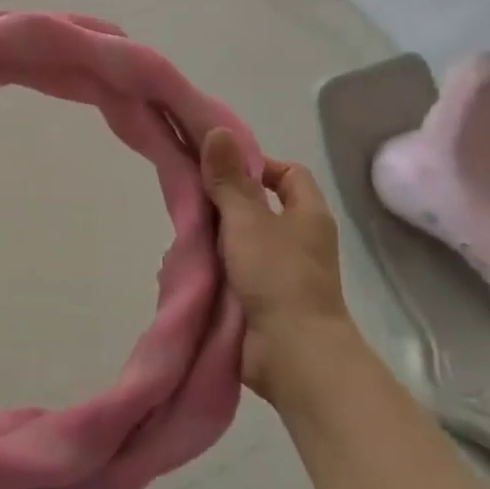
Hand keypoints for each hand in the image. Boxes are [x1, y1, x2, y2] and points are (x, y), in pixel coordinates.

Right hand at [202, 129, 354, 398]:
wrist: (295, 357)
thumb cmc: (278, 276)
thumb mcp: (247, 219)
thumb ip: (228, 178)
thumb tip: (217, 131)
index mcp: (307, 214)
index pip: (288, 173)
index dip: (257, 165)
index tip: (221, 169)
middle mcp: (299, 240)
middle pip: (258, 207)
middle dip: (223, 205)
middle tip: (192, 202)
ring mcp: (282, 274)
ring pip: (241, 242)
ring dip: (213, 241)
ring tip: (181, 238)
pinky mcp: (264, 302)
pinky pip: (234, 275)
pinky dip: (212, 271)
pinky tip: (184, 269)